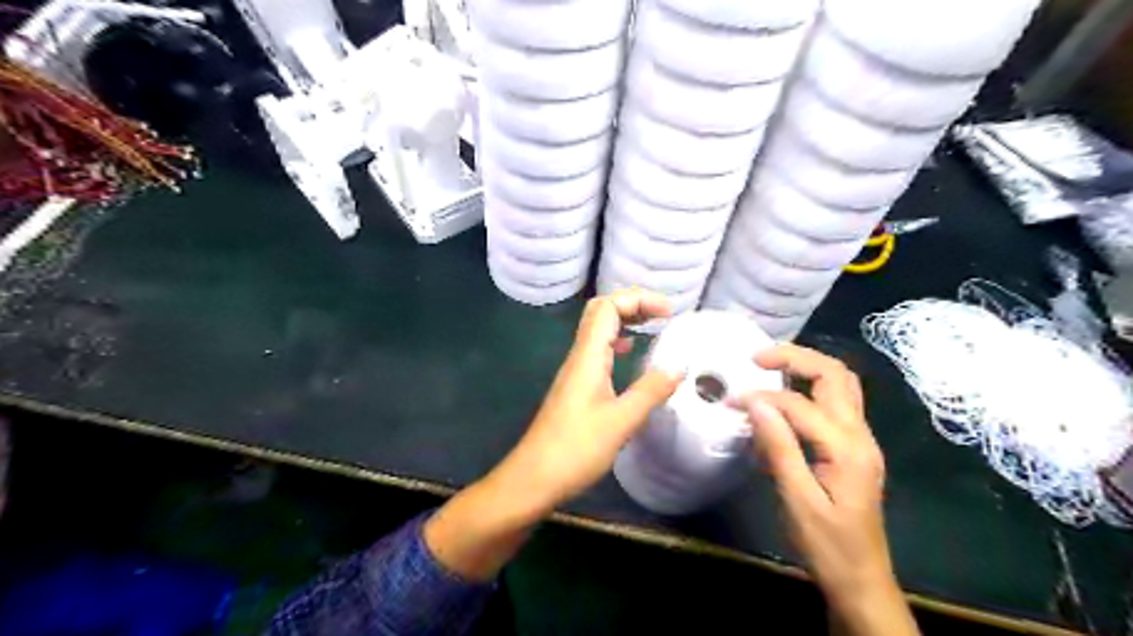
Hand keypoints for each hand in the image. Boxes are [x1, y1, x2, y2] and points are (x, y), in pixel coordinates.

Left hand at [502, 288, 679, 511]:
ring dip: (626, 322)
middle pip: (601, 313)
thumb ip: (650, 392)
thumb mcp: (620, 422)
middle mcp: (579, 357)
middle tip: (663, 315)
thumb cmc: (574, 450)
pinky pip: (599, 353)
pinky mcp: (576, 389)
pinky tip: (631, 356)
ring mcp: (576, 373)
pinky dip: (619, 344)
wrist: (533, 478)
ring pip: (599, 332)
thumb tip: (679, 367)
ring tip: (655, 328)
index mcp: (588, 357)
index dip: (638, 299)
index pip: (607, 307)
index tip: (669, 312)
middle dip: (632, 304)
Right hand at [736, 346, 908, 631]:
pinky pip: (837, 402)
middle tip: (758, 358)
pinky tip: (786, 396)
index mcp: (847, 448)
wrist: (862, 579)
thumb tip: (756, 403)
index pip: (801, 405)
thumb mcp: (798, 501)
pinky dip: (811, 387)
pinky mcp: (855, 447)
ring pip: (841, 384)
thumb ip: (779, 448)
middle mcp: (861, 435)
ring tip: (770, 367)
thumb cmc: (828, 546)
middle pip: (836, 375)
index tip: (732, 402)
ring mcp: (862, 440)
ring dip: (807, 367)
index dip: (764, 398)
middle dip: (797, 357)